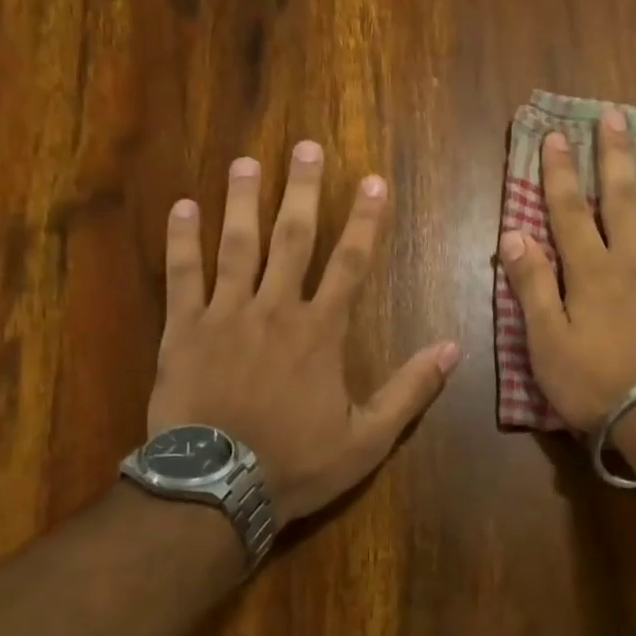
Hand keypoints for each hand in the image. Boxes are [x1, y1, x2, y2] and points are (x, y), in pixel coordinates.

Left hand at [147, 142, 459, 527]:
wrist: (216, 488)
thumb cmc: (297, 463)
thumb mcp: (368, 439)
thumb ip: (410, 390)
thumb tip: (454, 348)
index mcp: (320, 331)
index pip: (351, 263)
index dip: (366, 220)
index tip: (373, 181)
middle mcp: (275, 309)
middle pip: (292, 238)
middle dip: (303, 190)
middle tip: (306, 146)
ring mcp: (225, 315)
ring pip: (236, 245)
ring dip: (243, 200)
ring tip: (247, 161)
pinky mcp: (183, 330)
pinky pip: (181, 276)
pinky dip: (181, 240)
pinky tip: (182, 206)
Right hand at [497, 111, 635, 433]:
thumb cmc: (594, 382)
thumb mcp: (546, 342)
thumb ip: (532, 286)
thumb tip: (513, 235)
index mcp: (591, 272)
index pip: (569, 211)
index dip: (559, 172)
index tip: (556, 134)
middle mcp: (632, 262)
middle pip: (621, 199)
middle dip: (614, 155)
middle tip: (615, 115)